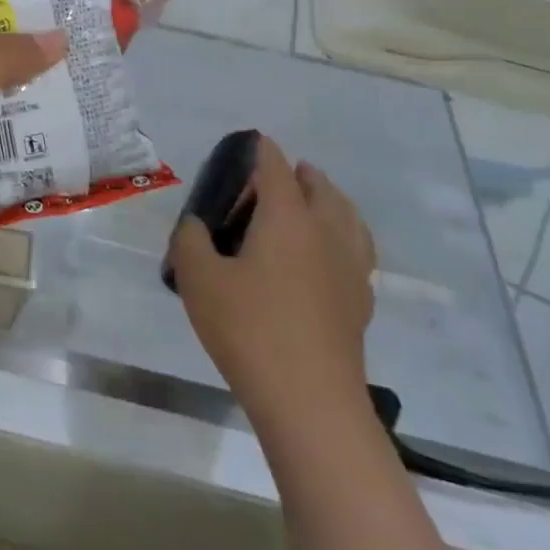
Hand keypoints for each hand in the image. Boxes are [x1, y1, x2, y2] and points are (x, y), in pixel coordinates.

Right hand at [169, 136, 375, 419]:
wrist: (310, 404)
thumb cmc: (249, 329)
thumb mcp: (197, 278)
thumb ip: (190, 240)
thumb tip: (198, 226)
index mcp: (287, 217)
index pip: (276, 166)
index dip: (260, 150)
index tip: (247, 146)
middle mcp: (325, 232)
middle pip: (320, 187)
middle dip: (298, 174)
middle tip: (269, 183)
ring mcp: (349, 268)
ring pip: (347, 217)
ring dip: (328, 202)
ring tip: (307, 208)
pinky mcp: (359, 303)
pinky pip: (355, 251)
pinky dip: (341, 238)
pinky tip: (322, 259)